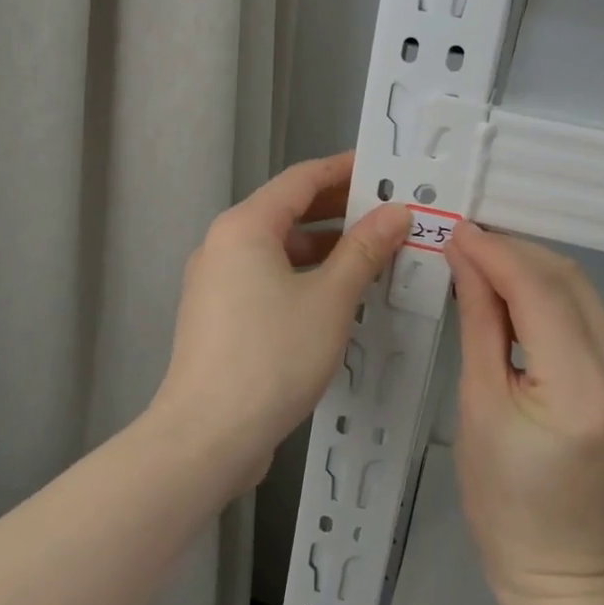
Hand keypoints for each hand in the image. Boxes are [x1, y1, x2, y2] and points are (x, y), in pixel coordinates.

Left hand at [153, 152, 408, 491]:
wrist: (207, 435)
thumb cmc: (272, 355)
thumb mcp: (330, 299)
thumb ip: (364, 250)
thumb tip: (396, 213)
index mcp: (245, 226)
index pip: (301, 179)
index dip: (344, 170)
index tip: (383, 169)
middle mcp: (223, 244)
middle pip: (287, 212)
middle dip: (339, 211)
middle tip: (388, 213)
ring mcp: (216, 282)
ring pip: (279, 250)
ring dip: (324, 249)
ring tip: (372, 257)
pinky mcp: (219, 316)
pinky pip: (267, 279)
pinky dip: (303, 277)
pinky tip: (336, 297)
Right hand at [445, 225, 603, 601]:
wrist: (560, 566)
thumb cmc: (501, 497)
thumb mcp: (478, 404)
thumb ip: (479, 322)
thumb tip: (466, 257)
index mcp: (583, 392)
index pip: (541, 293)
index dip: (497, 253)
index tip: (457, 231)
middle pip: (570, 284)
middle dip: (515, 254)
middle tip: (466, 244)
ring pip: (583, 296)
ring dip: (532, 272)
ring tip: (483, 265)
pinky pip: (589, 322)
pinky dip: (550, 300)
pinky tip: (515, 298)